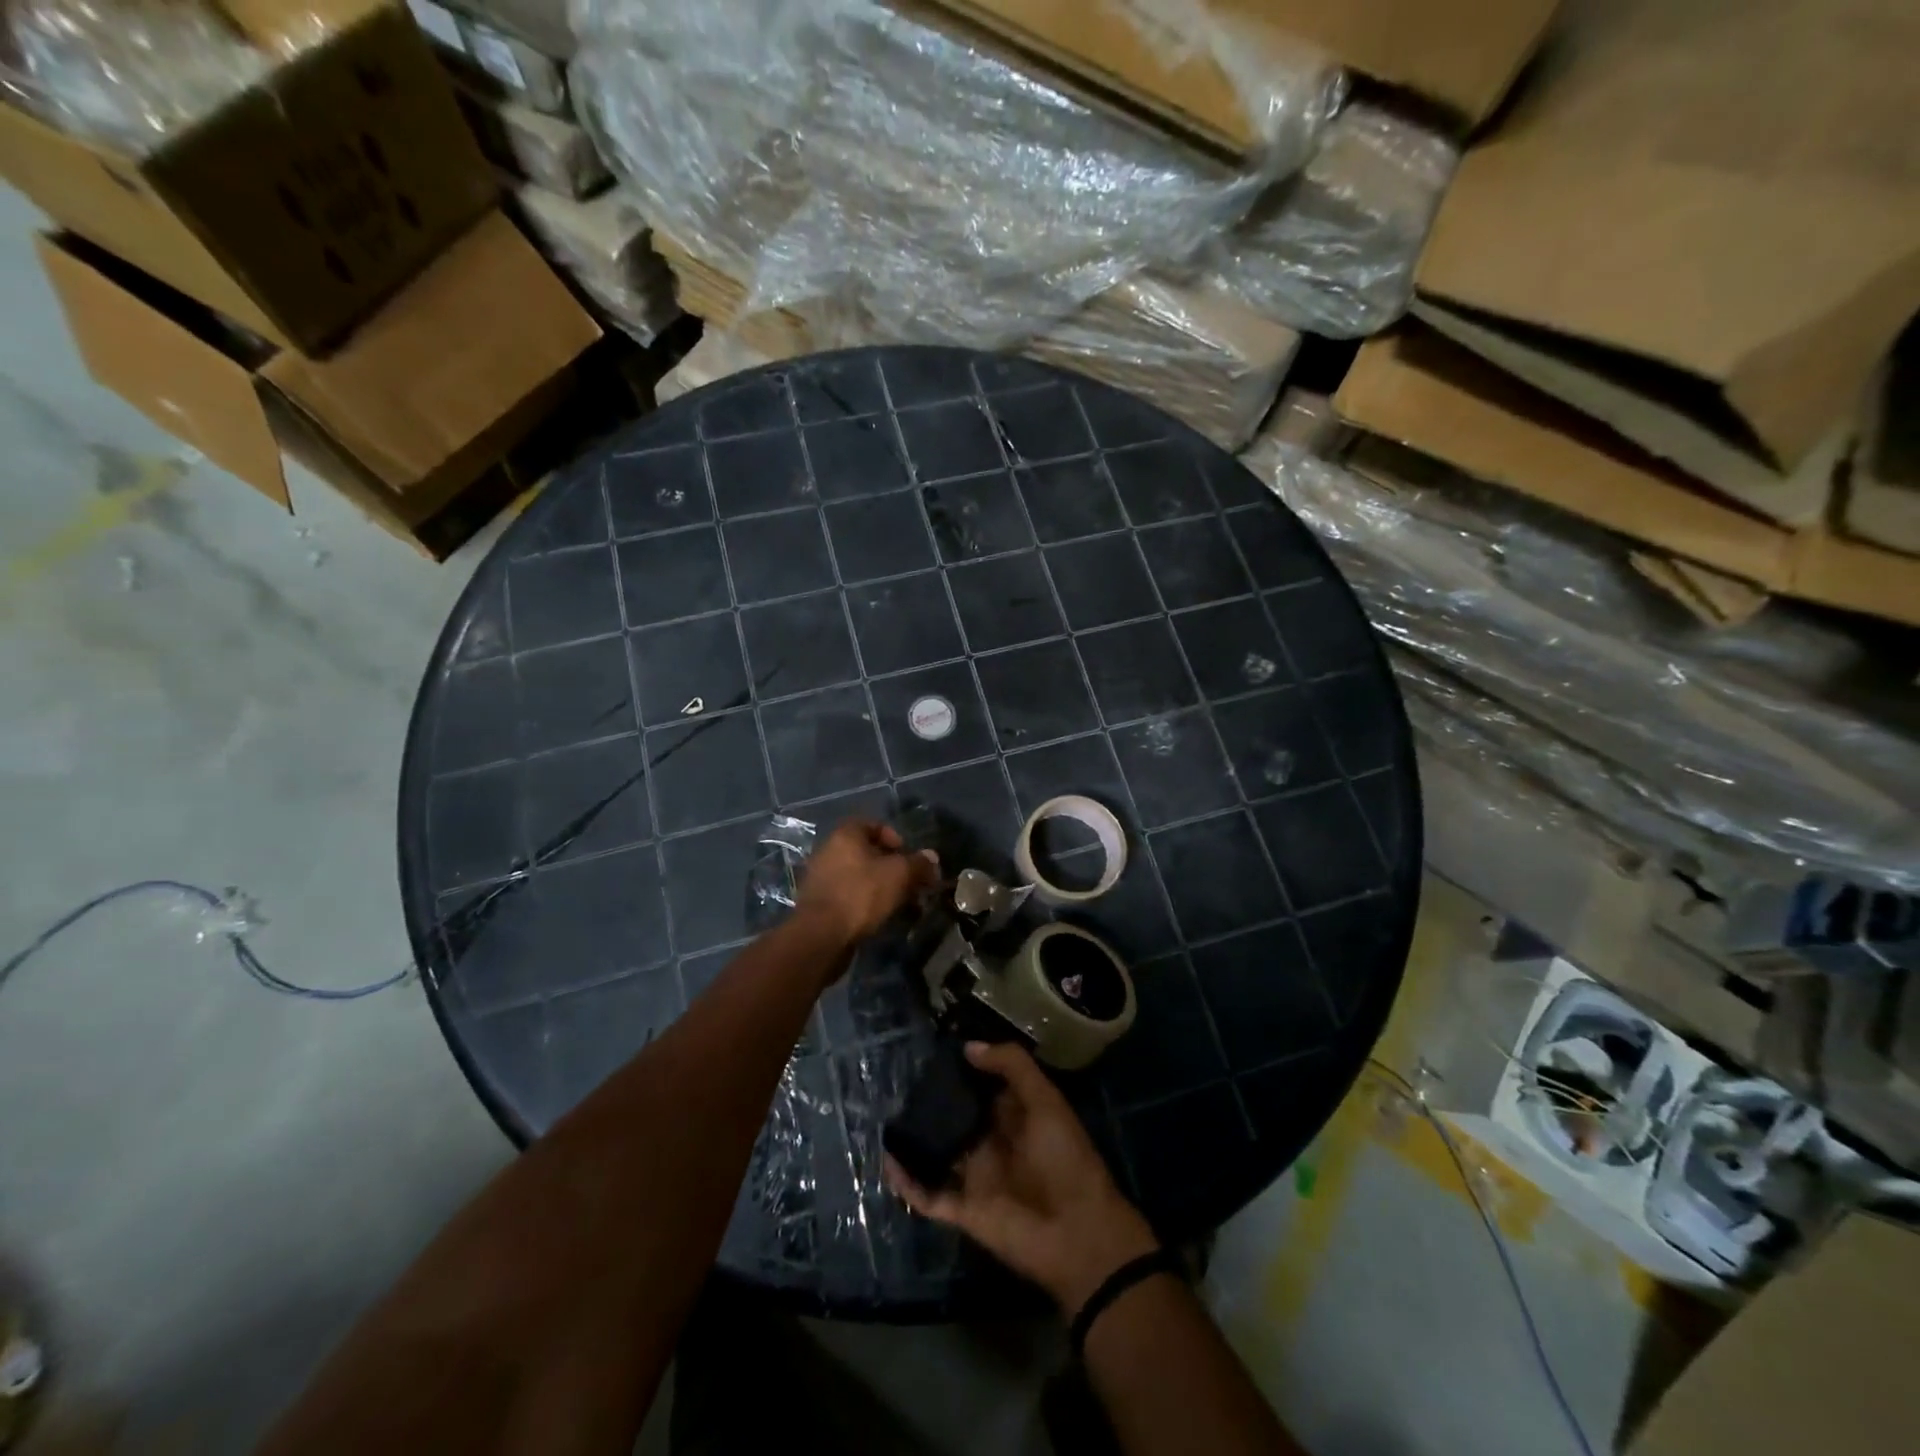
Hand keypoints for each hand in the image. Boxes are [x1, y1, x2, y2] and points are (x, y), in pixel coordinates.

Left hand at [794, 819, 938, 947]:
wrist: (821, 936)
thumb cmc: (861, 894)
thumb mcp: (899, 875)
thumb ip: (918, 863)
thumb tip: (932, 857)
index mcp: (845, 834)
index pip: (875, 825)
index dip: (896, 839)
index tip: (910, 858)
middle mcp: (829, 850)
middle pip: (868, 852)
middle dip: (893, 868)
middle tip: (912, 885)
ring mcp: (821, 877)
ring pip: (860, 876)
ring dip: (882, 887)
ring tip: (901, 905)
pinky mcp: (819, 903)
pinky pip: (850, 895)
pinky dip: (867, 902)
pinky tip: (881, 917)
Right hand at [885, 1042, 1158, 1315]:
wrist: (1079, 1234)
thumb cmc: (1066, 1158)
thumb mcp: (1046, 1101)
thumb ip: (1012, 1067)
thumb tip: (969, 1047)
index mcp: (1014, 1117)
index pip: (981, 1088)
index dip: (962, 1070)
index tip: (933, 1051)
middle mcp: (991, 1144)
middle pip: (955, 1118)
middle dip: (932, 1102)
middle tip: (900, 1080)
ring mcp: (975, 1177)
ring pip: (937, 1154)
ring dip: (915, 1140)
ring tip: (887, 1117)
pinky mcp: (963, 1210)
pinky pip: (928, 1194)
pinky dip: (906, 1181)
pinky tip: (887, 1160)